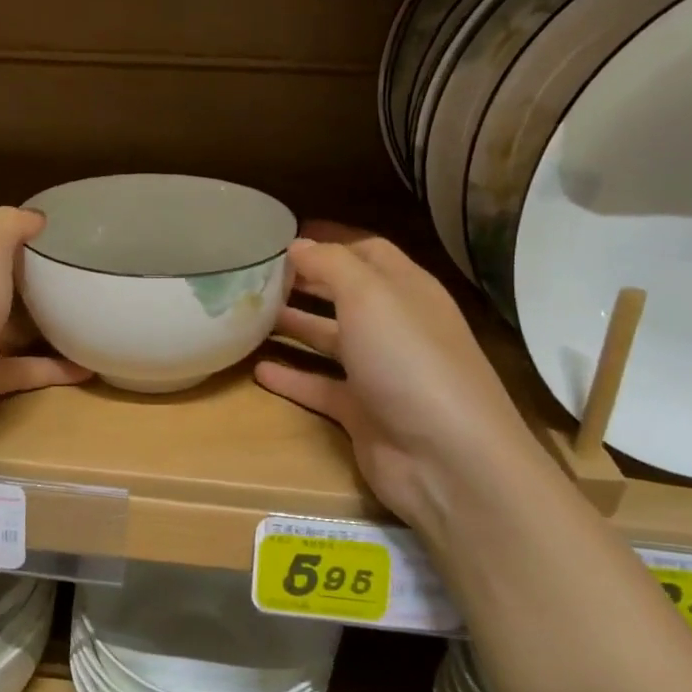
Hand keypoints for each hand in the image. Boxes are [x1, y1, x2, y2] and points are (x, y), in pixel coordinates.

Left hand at [0, 207, 89, 474]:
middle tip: (89, 273)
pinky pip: (26, 370)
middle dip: (39, 279)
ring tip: (96, 316)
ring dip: (50, 324)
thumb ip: (8, 226)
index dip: (25, 235)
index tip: (72, 234)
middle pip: (2, 284)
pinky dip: (56, 368)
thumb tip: (37, 218)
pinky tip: (91, 365)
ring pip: (14, 328)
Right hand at [255, 225, 549, 543]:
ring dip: (294, 325)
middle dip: (306, 281)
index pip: (367, 251)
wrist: (444, 457)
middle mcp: (394, 326)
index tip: (282, 234)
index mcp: (406, 289)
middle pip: (345, 294)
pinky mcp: (362, 412)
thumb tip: (299, 245)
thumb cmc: (408, 359)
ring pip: (330, 340)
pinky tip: (257, 370)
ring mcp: (379, 372)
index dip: (329, 239)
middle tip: (256, 273)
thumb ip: (331, 264)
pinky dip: (291, 378)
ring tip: (248, 313)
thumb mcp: (369, 295)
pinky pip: (320, 387)